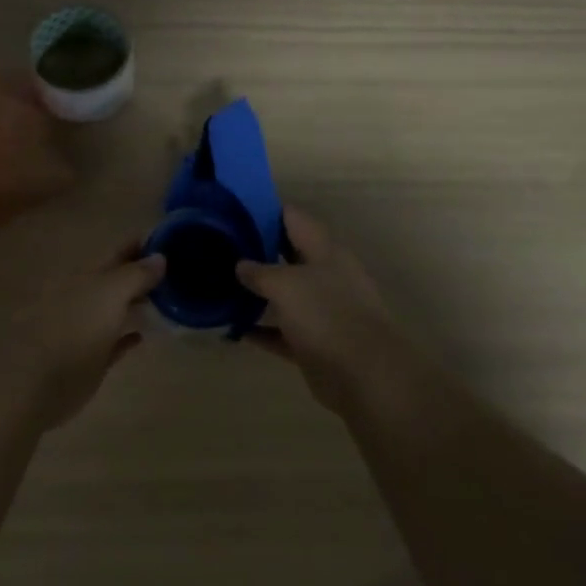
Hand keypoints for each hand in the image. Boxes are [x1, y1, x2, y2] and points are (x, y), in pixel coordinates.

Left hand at [9, 244, 163, 430]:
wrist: (39, 384)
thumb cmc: (76, 331)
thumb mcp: (111, 294)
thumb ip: (136, 274)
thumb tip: (160, 256)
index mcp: (88, 276)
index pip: (119, 252)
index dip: (142, 245)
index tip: (171, 241)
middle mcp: (86, 297)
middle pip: (118, 279)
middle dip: (143, 274)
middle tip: (178, 272)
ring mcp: (86, 328)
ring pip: (117, 309)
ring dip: (138, 303)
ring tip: (169, 300)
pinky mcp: (89, 360)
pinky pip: (114, 341)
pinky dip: (128, 336)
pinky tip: (143, 335)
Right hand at [237, 208, 406, 416]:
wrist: (365, 375)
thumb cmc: (326, 315)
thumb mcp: (286, 284)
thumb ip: (260, 272)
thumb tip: (241, 265)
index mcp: (324, 250)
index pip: (293, 218)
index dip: (264, 210)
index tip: (234, 210)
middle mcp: (324, 275)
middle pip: (287, 254)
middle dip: (257, 250)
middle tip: (220, 246)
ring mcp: (321, 310)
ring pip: (284, 294)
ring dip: (257, 292)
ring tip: (220, 284)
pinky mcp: (314, 343)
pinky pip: (282, 331)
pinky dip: (261, 330)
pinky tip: (232, 329)